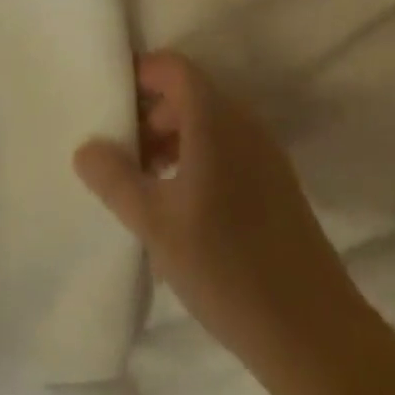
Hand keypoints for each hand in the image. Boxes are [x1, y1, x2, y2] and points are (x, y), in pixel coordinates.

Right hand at [74, 52, 358, 363]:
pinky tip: (180, 207)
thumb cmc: (224, 264)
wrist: (309, 327)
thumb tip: (86, 146)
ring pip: (208, 123)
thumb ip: (117, 180)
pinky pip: (227, 147)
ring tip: (144, 186)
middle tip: (120, 155)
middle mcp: (242, 119)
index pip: (172, 67)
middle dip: (150, 115)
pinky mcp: (274, 179)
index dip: (140, 75)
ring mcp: (263, 148)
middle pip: (189, 94)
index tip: (109, 103)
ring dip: (173, 141)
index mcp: (214, 116)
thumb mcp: (156, 224)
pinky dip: (197, 159)